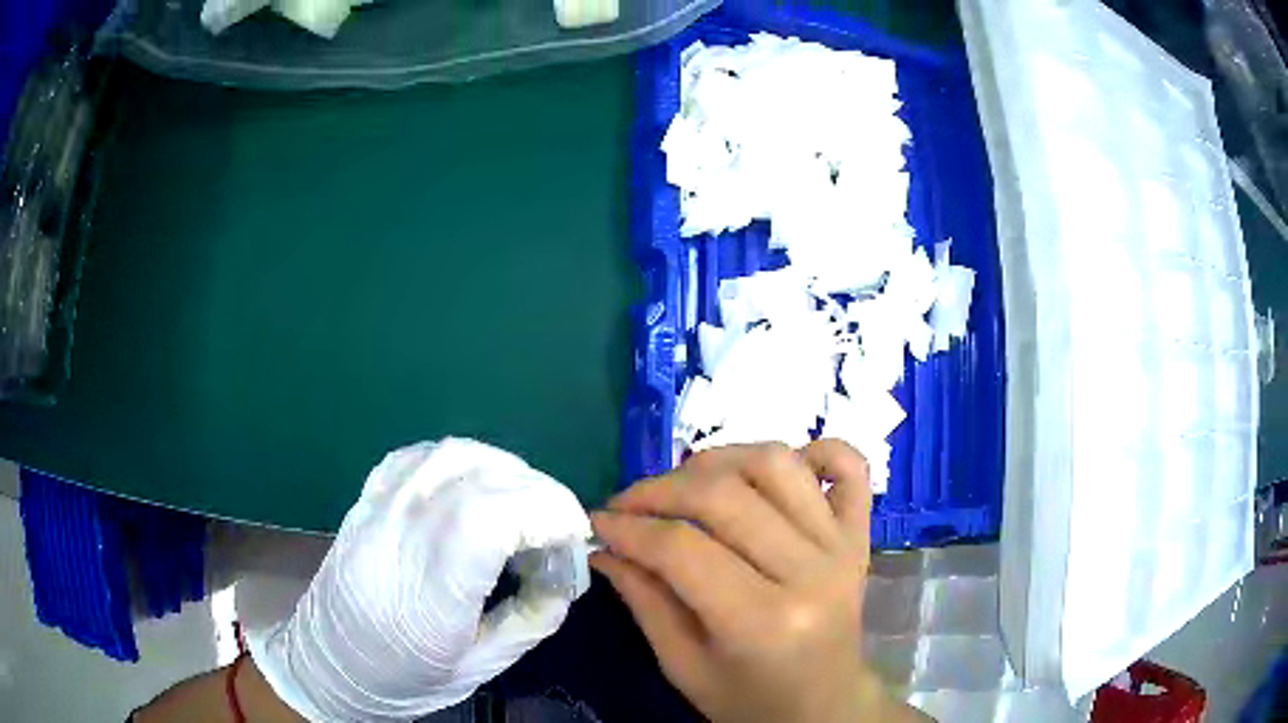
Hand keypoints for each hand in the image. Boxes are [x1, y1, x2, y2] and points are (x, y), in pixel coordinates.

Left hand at [244, 439, 591, 721]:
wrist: (328, 663)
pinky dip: (463, 460)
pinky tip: (475, 486)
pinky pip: (420, 455)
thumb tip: (566, 576)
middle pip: (480, 477)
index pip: (489, 518)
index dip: (546, 511)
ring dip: (506, 470)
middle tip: (559, 528)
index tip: (574, 536)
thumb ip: (531, 619)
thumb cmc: (404, 678)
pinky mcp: (367, 498)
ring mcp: (378, 510)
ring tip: (525, 504)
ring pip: (452, 454)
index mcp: (429, 594)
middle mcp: (400, 538)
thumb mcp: (479, 667)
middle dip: (540, 493)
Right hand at [591, 440, 924, 722]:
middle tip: (627, 504)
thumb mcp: (683, 667)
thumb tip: (605, 545)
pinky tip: (777, 469)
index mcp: (762, 622)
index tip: (597, 522)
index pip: (682, 549)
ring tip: (686, 485)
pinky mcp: (860, 533)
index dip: (629, 527)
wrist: (825, 706)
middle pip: (723, 496)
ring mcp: (842, 545)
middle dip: (658, 490)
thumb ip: (644, 601)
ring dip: (718, 460)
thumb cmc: (750, 700)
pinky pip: (849, 464)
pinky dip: (814, 450)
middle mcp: (809, 572)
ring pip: (775, 464)